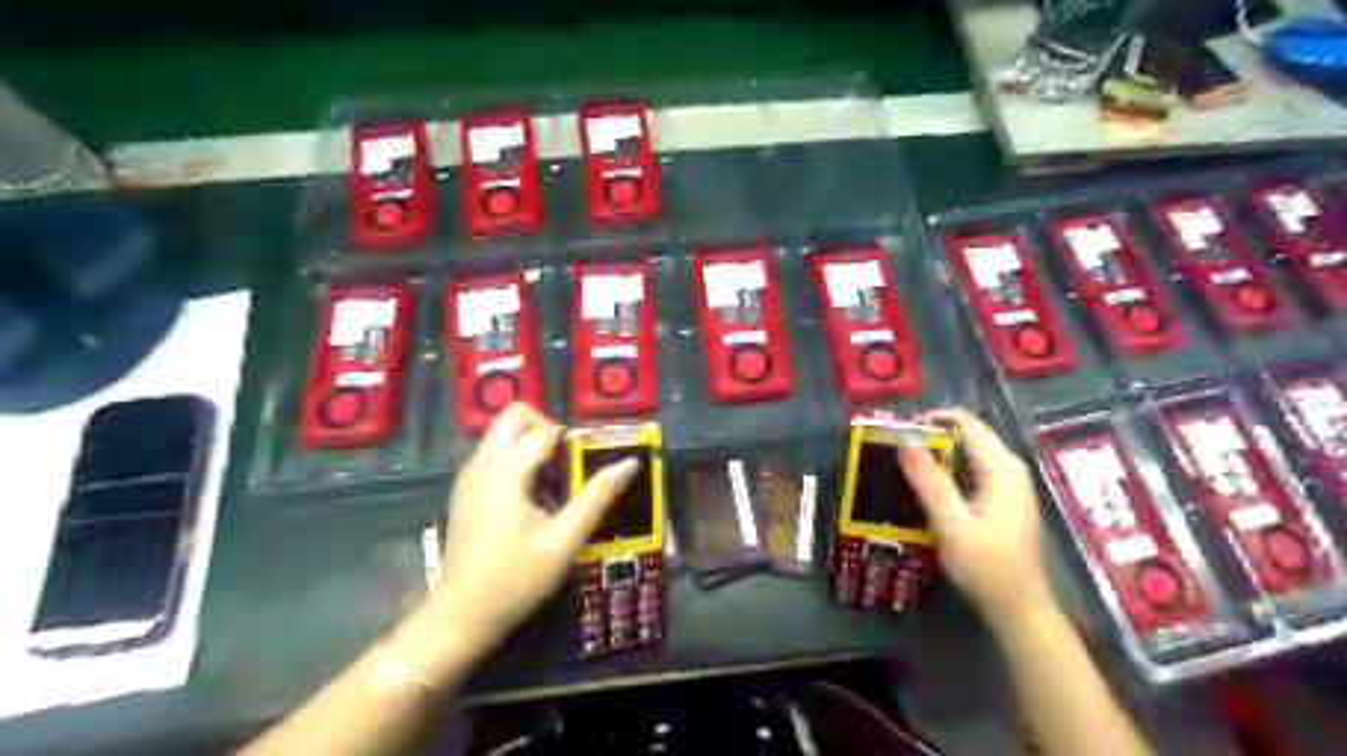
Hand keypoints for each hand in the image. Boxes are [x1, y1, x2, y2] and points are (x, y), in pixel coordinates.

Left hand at [431, 405, 640, 651]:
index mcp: (505, 469)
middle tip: (570, 463)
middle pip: (516, 415)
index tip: (592, 467)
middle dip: (547, 427)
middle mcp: (483, 461)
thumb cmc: (515, 579)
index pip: (546, 430)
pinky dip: (519, 462)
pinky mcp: (467, 490)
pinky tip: (535, 503)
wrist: (460, 616)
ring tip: (558, 488)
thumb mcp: (564, 540)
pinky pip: (496, 456)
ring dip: (534, 446)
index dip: (575, 443)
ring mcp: (470, 475)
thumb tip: (630, 463)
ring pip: (505, 435)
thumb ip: (597, 497)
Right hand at [899, 411, 1058, 629]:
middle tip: (895, 449)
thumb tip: (905, 442)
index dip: (931, 419)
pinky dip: (948, 469)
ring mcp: (1009, 483)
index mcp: (1002, 468)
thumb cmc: (986, 568)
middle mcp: (1009, 468)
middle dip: (931, 435)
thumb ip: (929, 482)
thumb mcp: (952, 525)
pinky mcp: (1002, 497)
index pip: (966, 422)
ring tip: (904, 464)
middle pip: (967, 434)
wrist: (1018, 609)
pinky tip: (927, 485)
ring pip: (968, 451)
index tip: (898, 430)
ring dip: (937, 453)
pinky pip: (971, 468)